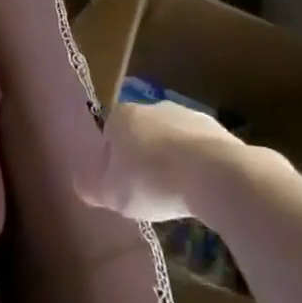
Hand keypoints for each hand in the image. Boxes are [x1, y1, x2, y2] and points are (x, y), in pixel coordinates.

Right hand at [77, 99, 281, 223]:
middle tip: (148, 191)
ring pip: (173, 141)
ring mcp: (189, 116)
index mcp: (122, 116)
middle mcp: (153, 108)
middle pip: (142, 135)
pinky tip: (202, 190)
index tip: (120, 185)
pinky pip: (201, 151)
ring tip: (178, 194)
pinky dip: (200, 167)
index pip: (108, 135)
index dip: (112, 161)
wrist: (216, 176)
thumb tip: (81, 184)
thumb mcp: (110, 193)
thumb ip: (91, 188)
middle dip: (144, 158)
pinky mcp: (221, 131)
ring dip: (173, 161)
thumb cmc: (151, 180)